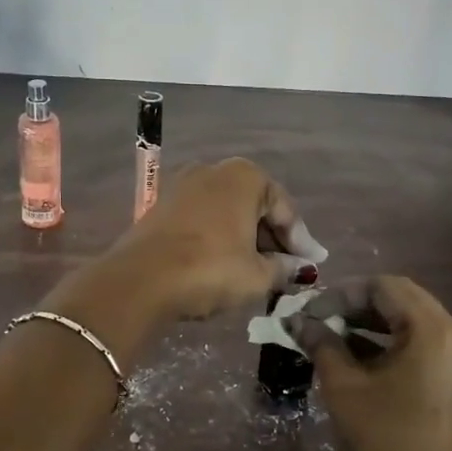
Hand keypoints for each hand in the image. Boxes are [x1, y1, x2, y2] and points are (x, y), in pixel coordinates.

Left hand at [110, 158, 327, 320]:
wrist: (139, 280)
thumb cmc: (209, 270)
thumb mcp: (256, 276)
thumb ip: (284, 268)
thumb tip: (300, 268)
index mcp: (245, 176)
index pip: (284, 209)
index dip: (301, 241)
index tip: (312, 266)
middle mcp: (215, 170)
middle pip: (256, 206)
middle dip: (273, 238)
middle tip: (288, 269)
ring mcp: (184, 184)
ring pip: (228, 212)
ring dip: (246, 238)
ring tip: (259, 270)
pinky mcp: (163, 205)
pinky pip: (204, 218)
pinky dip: (220, 237)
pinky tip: (226, 262)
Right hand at [289, 276, 451, 450]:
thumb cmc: (384, 440)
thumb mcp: (344, 387)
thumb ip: (321, 344)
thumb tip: (297, 321)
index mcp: (431, 329)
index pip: (384, 286)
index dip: (343, 293)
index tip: (311, 311)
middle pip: (400, 297)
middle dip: (356, 303)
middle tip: (320, 318)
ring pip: (410, 318)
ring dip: (371, 321)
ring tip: (331, 333)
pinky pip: (420, 340)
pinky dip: (389, 339)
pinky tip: (355, 352)